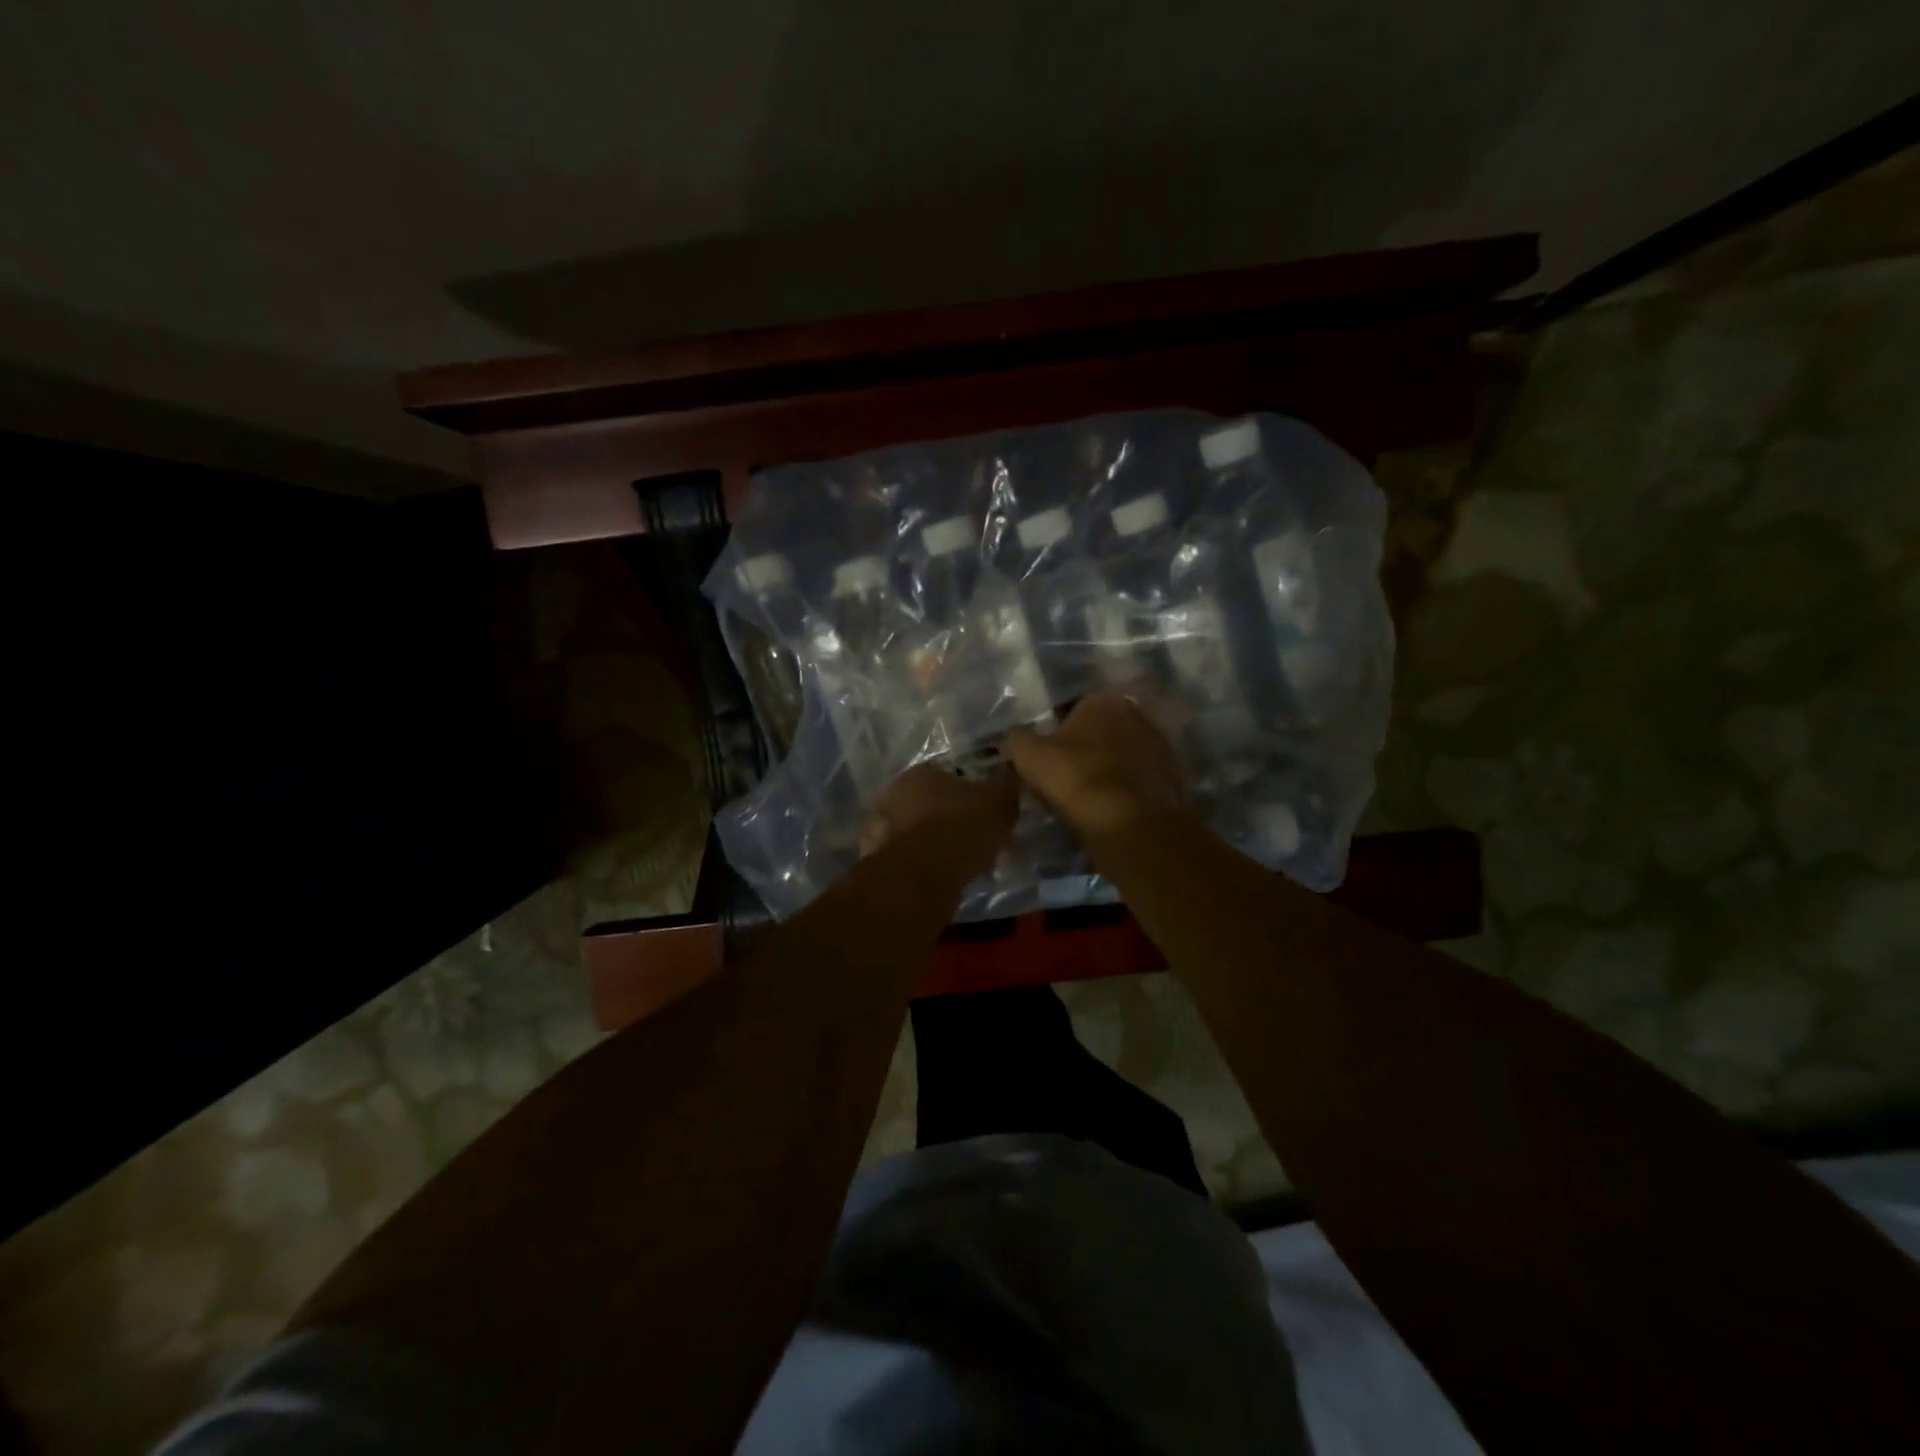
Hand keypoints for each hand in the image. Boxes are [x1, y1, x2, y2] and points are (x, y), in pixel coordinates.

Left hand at [860, 763, 1017, 874]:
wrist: (922, 874)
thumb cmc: (962, 827)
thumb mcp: (999, 802)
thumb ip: (1003, 790)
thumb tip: (1006, 785)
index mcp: (921, 772)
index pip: (947, 776)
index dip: (967, 795)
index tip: (981, 814)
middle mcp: (893, 793)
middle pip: (927, 804)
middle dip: (946, 819)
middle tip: (969, 840)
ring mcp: (879, 828)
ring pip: (913, 832)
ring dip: (930, 844)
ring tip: (956, 864)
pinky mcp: (874, 859)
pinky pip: (905, 859)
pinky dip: (919, 867)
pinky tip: (937, 879)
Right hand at [1004, 691, 1182, 839]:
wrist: (1130, 824)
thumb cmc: (1075, 778)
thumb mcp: (1027, 755)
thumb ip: (1016, 738)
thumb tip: (1014, 738)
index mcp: (1104, 698)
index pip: (1073, 707)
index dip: (1056, 731)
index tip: (1045, 755)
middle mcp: (1138, 713)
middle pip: (1101, 730)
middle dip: (1085, 748)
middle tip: (1063, 774)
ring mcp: (1161, 746)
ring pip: (1121, 755)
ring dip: (1106, 769)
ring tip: (1085, 796)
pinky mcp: (1173, 778)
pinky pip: (1137, 780)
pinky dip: (1124, 790)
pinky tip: (1108, 808)